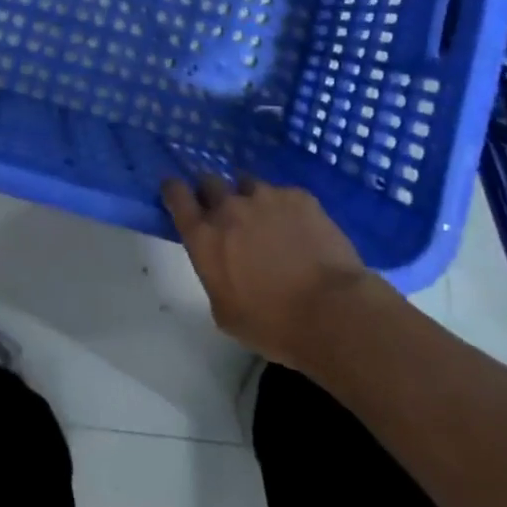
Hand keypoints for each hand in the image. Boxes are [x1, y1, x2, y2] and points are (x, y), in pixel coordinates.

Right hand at [162, 174, 392, 370]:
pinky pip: (283, 194)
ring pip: (248, 184)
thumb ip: (214, 275)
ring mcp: (265, 196)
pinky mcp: (298, 196)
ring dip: (250, 199)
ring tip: (267, 221)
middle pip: (209, 181)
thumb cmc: (273, 325)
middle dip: (213, 193)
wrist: (332, 312)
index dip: (174, 190)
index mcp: (204, 237)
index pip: (176, 195)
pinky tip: (300, 230)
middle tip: (226, 213)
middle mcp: (229, 207)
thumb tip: (220, 263)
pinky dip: (286, 208)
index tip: (176, 192)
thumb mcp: (225, 312)